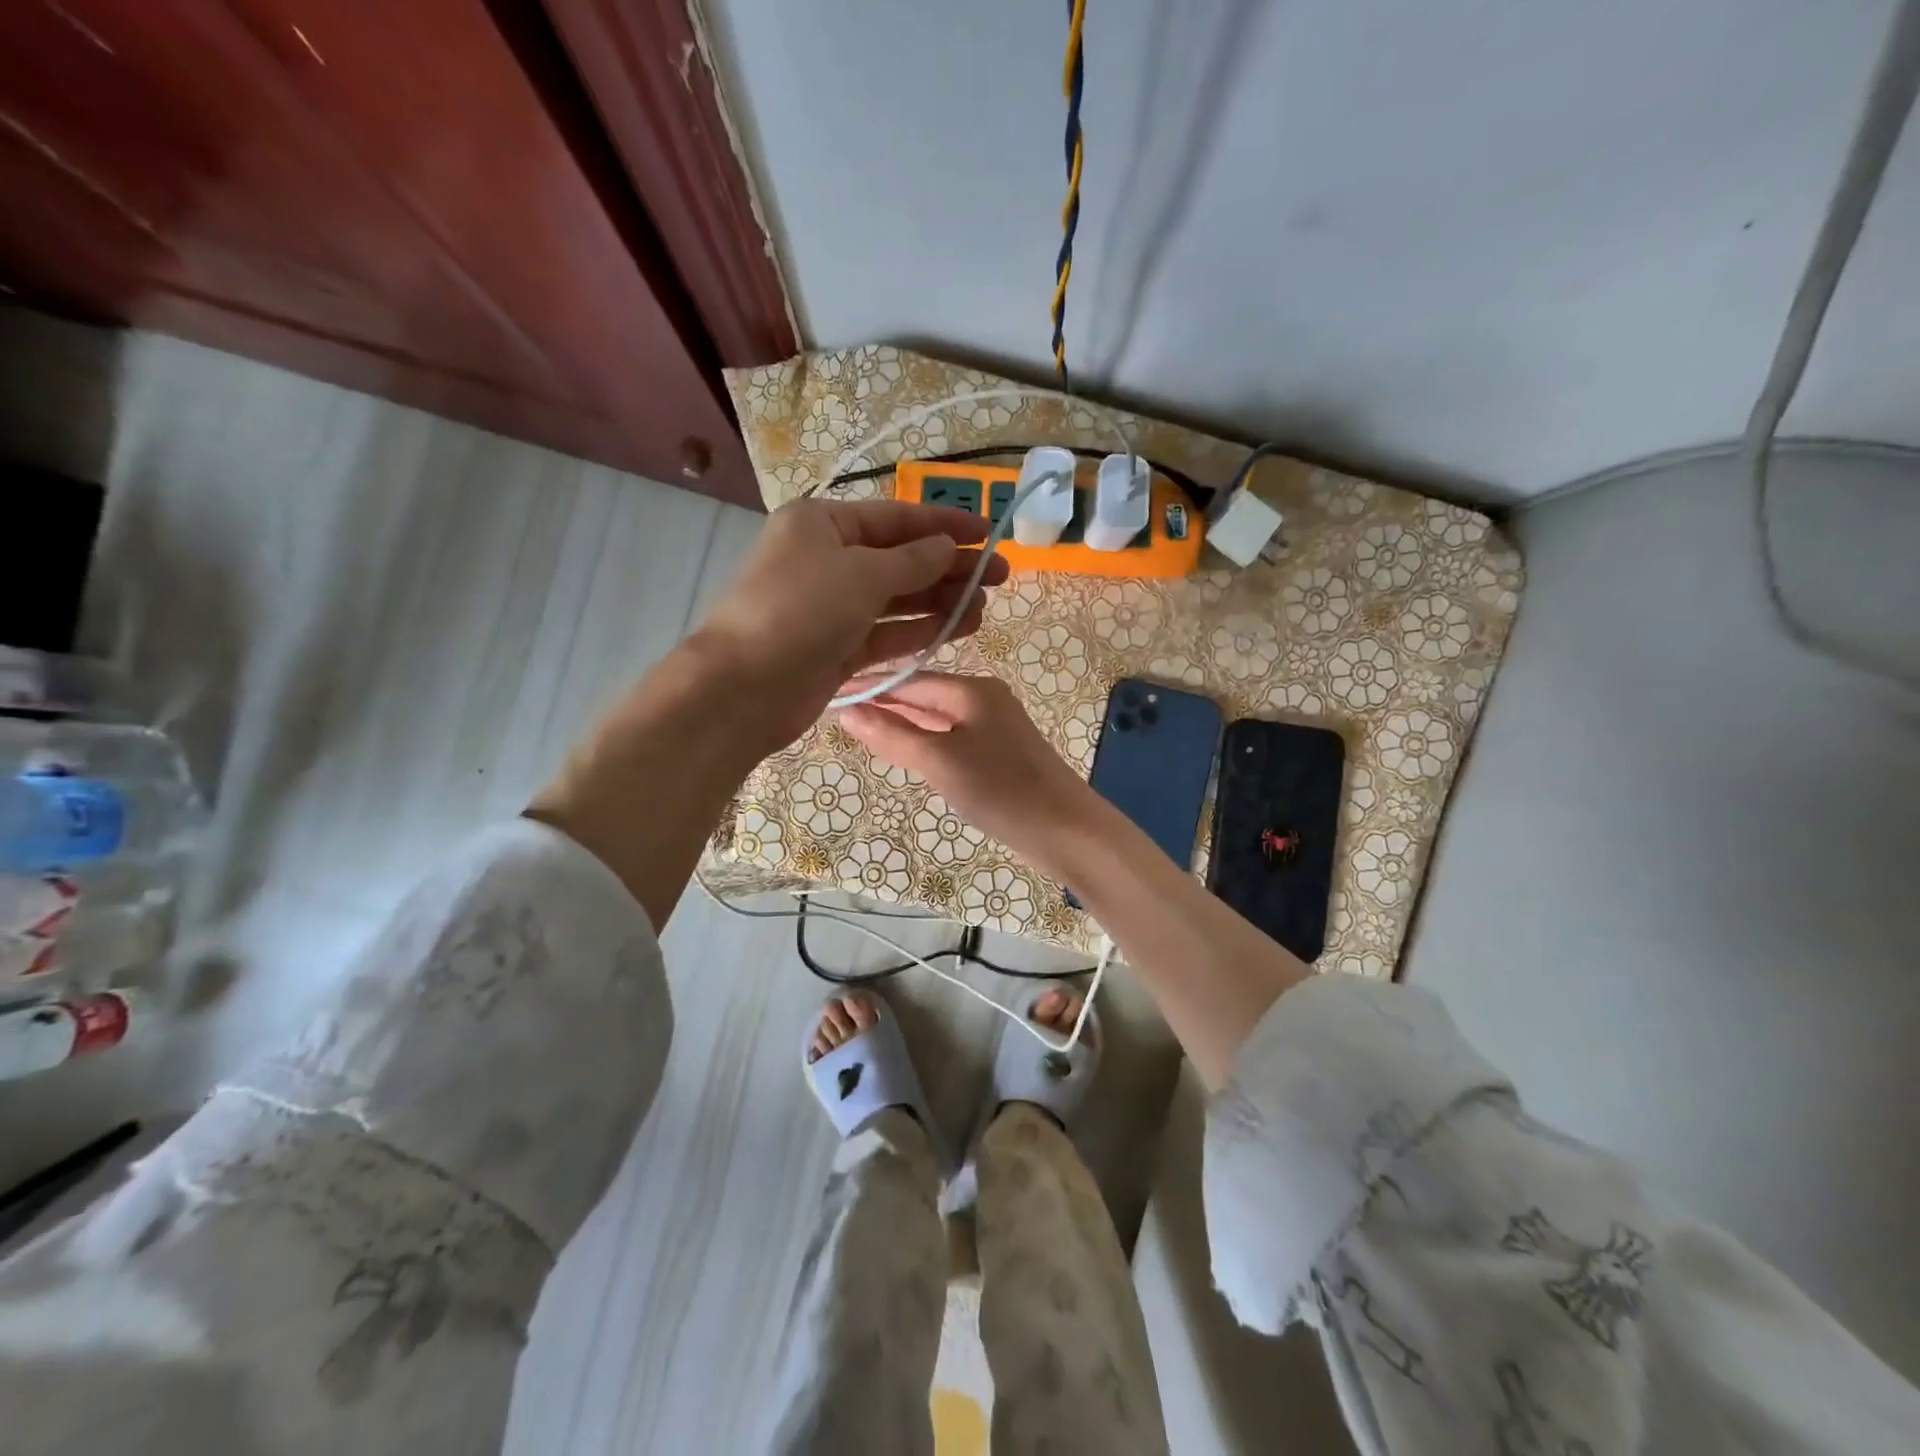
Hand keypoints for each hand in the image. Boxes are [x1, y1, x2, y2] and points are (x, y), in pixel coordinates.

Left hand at [691, 499, 1010, 752]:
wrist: (745, 687)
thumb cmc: (801, 610)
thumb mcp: (862, 574)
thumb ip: (913, 561)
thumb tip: (947, 547)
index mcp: (822, 525)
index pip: (895, 518)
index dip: (944, 524)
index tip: (988, 531)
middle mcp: (827, 561)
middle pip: (900, 559)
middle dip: (949, 567)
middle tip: (999, 576)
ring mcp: (832, 608)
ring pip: (897, 599)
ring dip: (940, 601)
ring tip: (983, 607)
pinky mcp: (838, 648)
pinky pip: (887, 633)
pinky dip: (919, 630)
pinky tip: (957, 629)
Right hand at [836, 672, 1097, 864]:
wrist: (1066, 830)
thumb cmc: (1001, 790)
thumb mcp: (939, 761)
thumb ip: (893, 736)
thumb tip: (848, 712)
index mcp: (972, 690)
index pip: (909, 680)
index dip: (871, 687)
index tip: (830, 690)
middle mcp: (984, 699)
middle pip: (924, 695)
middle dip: (885, 702)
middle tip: (838, 710)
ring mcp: (995, 726)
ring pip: (937, 717)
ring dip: (903, 722)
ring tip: (862, 728)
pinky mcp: (1000, 753)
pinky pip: (952, 737)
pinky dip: (925, 740)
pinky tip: (907, 751)